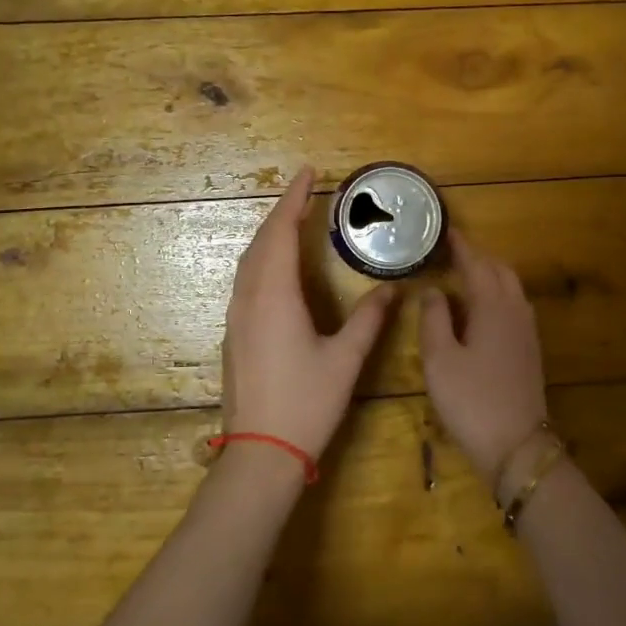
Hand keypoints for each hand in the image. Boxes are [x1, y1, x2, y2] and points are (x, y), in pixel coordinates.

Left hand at [222, 166, 396, 462]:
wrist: (260, 452)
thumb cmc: (306, 404)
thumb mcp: (345, 360)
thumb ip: (368, 320)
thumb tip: (391, 290)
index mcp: (275, 297)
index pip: (280, 233)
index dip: (293, 200)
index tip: (307, 173)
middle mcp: (249, 299)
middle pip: (260, 241)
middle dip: (281, 211)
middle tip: (304, 192)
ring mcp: (236, 317)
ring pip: (248, 261)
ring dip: (269, 234)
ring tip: (292, 220)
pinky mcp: (234, 333)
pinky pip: (245, 280)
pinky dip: (261, 258)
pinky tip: (276, 267)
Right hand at [419, 233, 550, 490]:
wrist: (517, 446)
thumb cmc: (471, 399)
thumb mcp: (439, 359)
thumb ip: (433, 319)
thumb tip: (433, 290)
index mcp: (492, 306)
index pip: (476, 264)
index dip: (461, 246)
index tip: (445, 231)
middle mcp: (515, 311)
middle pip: (500, 270)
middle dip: (478, 257)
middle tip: (451, 253)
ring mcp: (527, 332)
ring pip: (511, 288)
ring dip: (490, 275)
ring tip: (464, 276)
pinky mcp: (530, 350)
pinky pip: (515, 306)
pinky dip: (498, 294)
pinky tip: (482, 310)